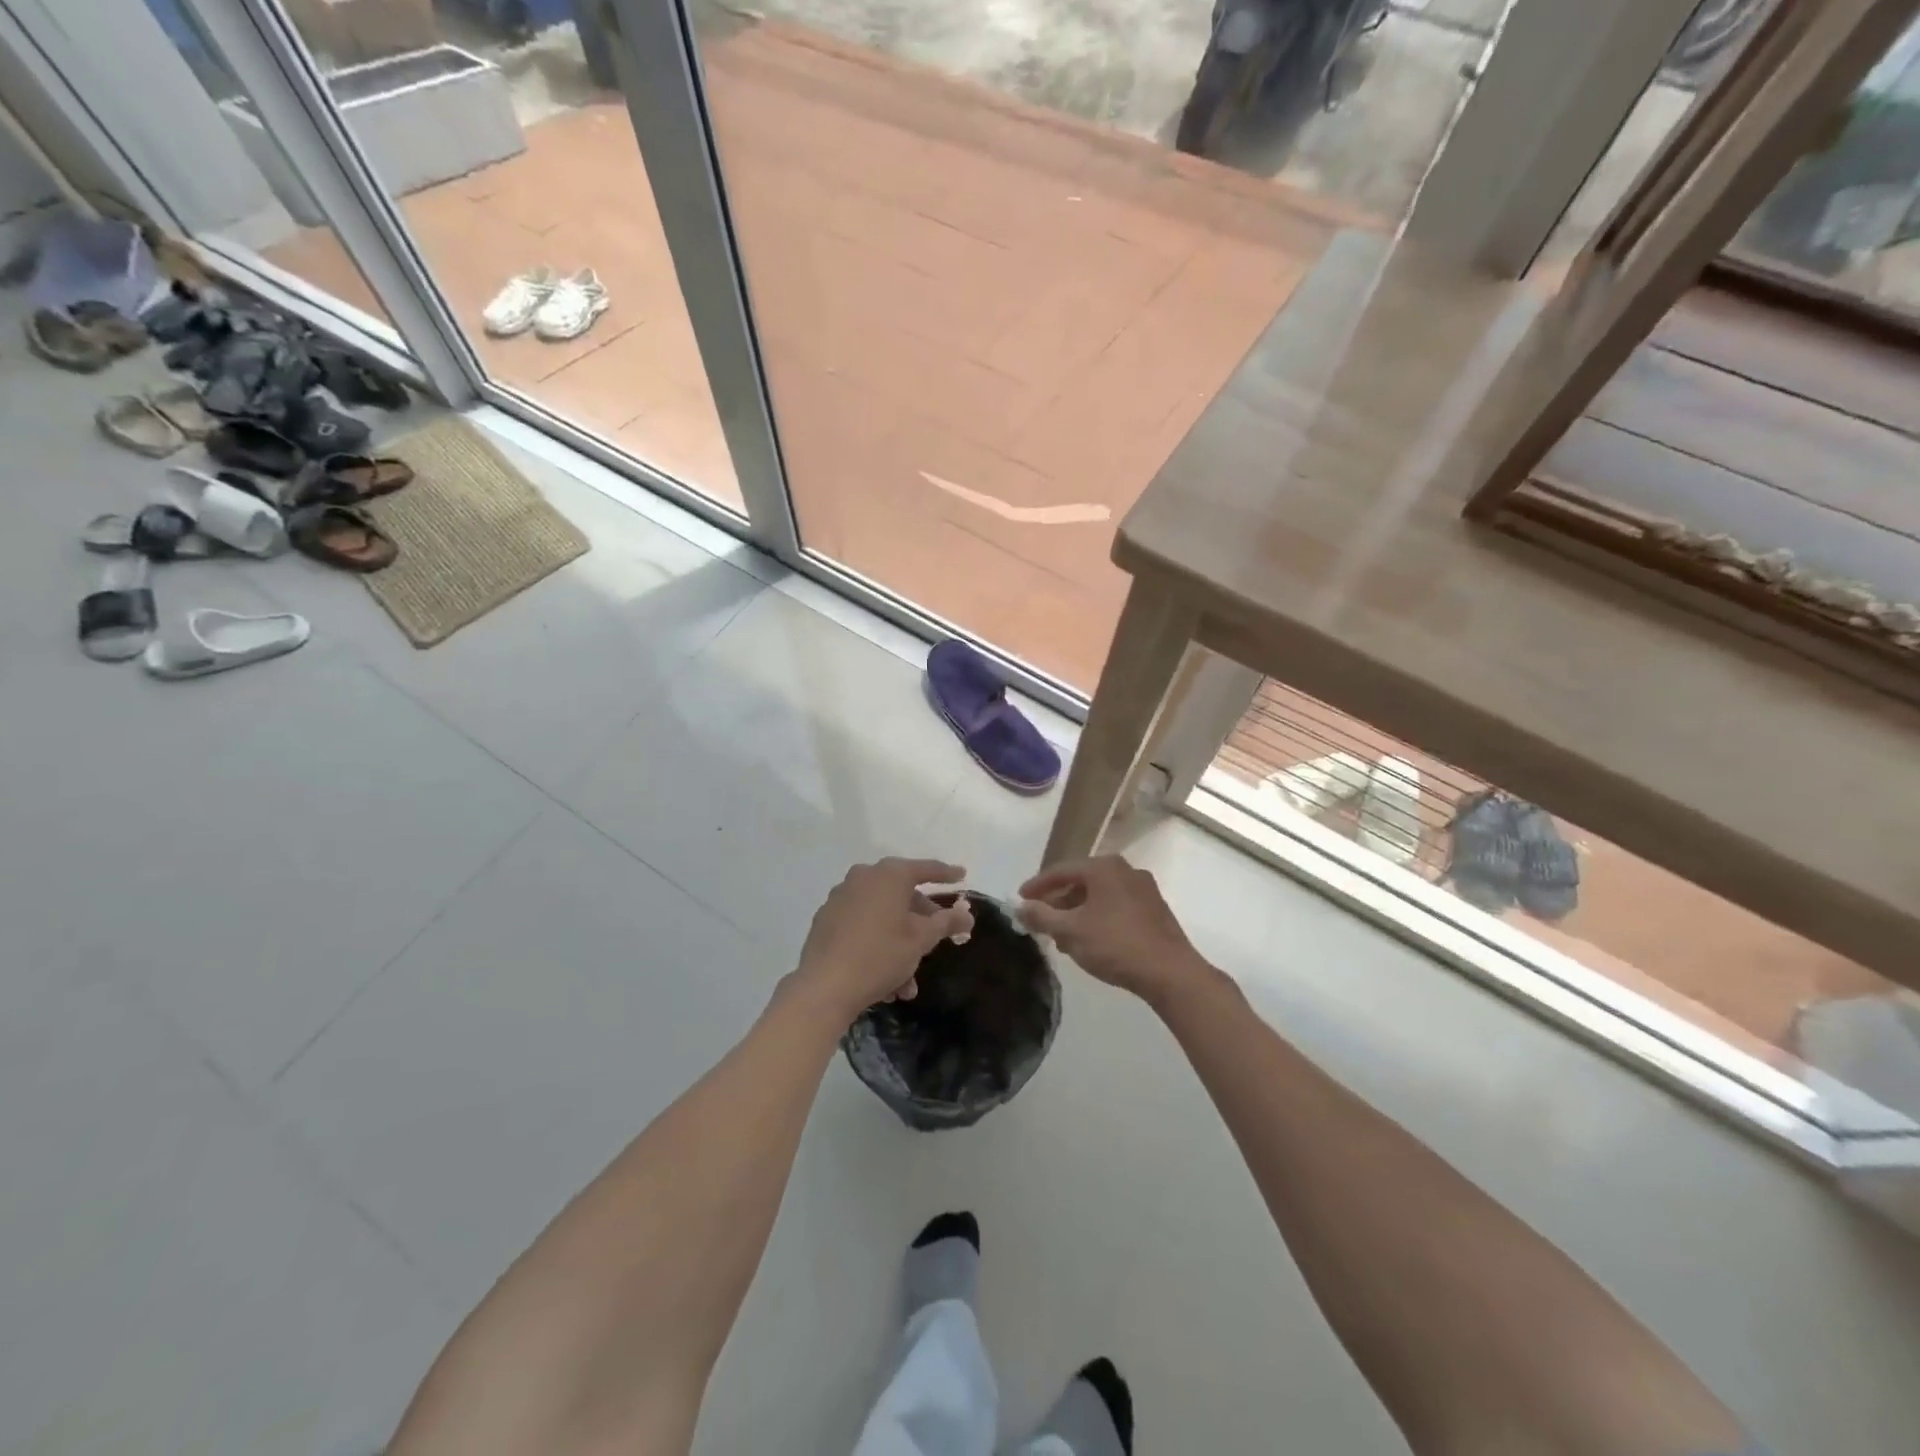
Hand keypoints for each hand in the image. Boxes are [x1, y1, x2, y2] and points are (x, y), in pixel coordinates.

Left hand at [793, 859, 974, 1021]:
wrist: (824, 986)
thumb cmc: (880, 955)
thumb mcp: (921, 939)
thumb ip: (947, 922)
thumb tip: (967, 914)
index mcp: (889, 875)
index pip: (926, 869)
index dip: (946, 874)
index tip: (962, 876)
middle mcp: (863, 877)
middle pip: (902, 893)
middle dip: (922, 920)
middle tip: (937, 937)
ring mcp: (841, 897)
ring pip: (882, 915)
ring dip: (900, 943)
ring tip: (909, 981)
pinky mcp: (826, 919)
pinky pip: (862, 926)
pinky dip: (878, 944)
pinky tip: (886, 979)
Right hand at [1018, 857, 1210, 1006]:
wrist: (1170, 972)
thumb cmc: (1115, 944)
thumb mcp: (1070, 931)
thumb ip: (1041, 916)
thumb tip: (1021, 907)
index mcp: (1104, 867)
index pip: (1061, 870)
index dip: (1037, 886)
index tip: (1020, 900)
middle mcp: (1125, 870)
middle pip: (1081, 881)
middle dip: (1058, 901)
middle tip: (1040, 919)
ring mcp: (1144, 890)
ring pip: (1099, 896)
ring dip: (1077, 912)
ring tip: (1062, 936)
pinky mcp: (1155, 910)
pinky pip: (1116, 906)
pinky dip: (1098, 917)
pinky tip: (1090, 940)